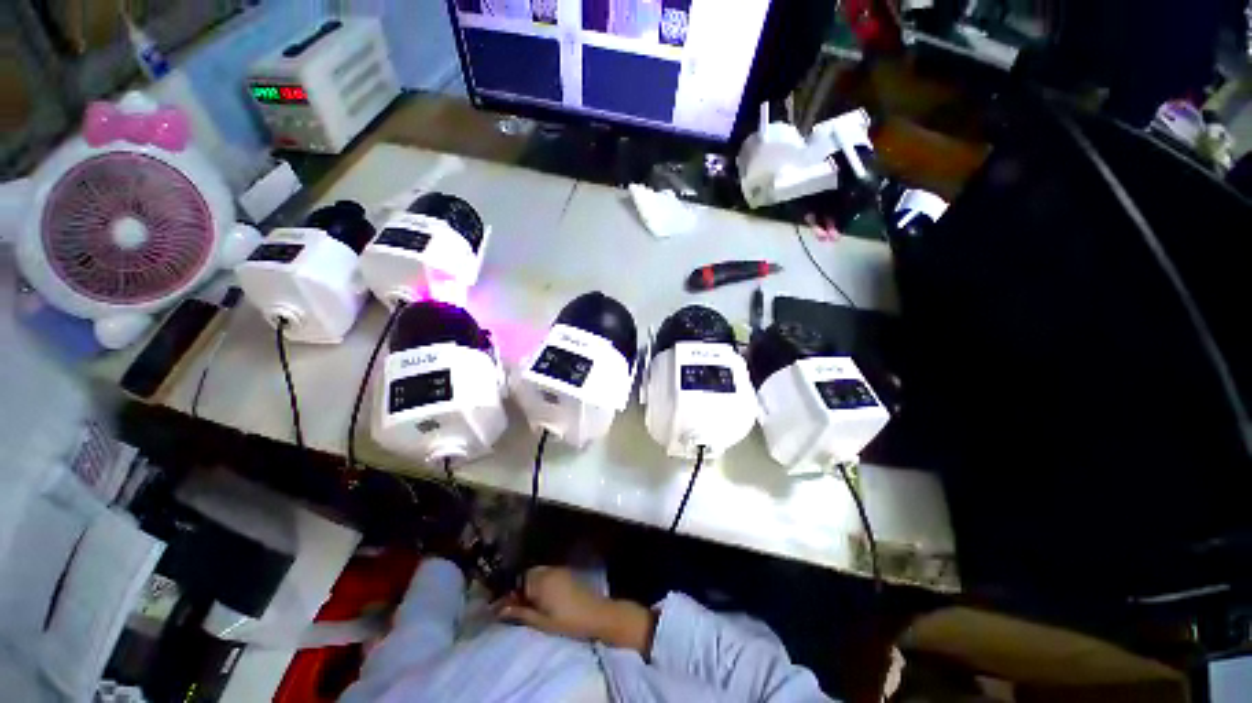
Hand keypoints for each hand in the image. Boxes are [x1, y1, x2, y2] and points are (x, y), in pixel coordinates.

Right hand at [498, 566, 655, 654]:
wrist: (596, 614)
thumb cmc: (567, 620)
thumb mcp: (541, 621)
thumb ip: (520, 612)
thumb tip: (499, 608)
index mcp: (540, 580)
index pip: (517, 579)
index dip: (508, 591)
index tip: (501, 604)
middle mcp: (548, 570)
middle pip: (527, 574)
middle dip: (519, 587)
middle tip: (514, 604)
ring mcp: (559, 570)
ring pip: (538, 573)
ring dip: (530, 584)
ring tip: (527, 603)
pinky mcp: (566, 573)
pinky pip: (548, 574)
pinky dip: (541, 583)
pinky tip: (542, 597)